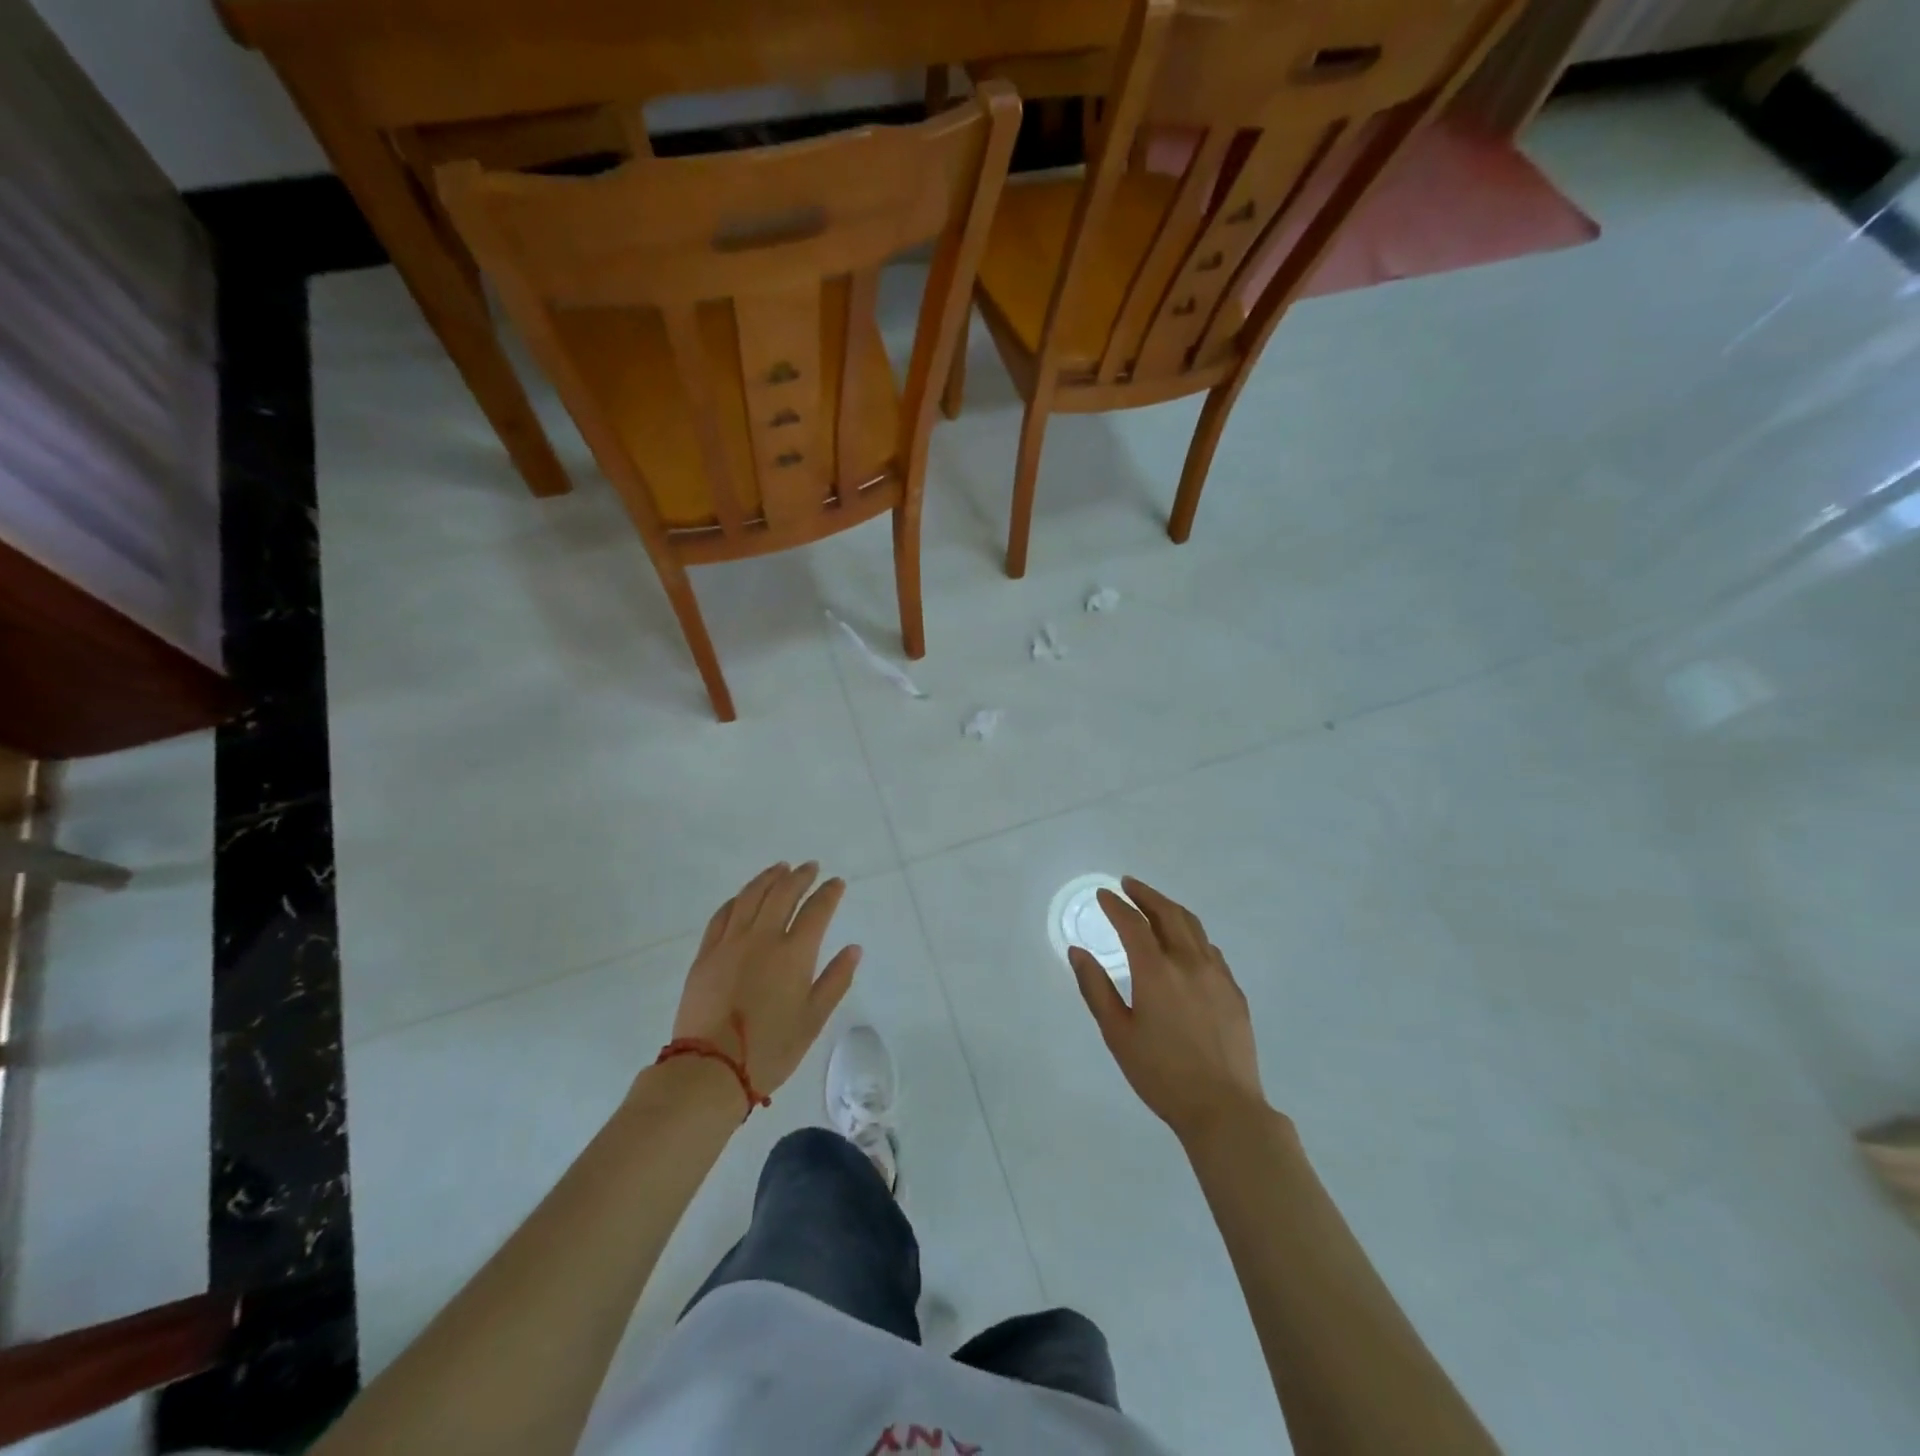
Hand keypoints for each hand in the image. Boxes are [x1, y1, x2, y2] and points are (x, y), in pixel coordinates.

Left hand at [669, 862, 861, 1098]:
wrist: (710, 1070)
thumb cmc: (771, 1049)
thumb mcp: (813, 1019)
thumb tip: (854, 949)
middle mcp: (762, 938)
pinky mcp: (706, 954)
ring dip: (768, 878)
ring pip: (751, 896)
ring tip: (780, 868)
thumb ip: (835, 980)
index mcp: (793, 953)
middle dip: (800, 877)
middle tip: (810, 867)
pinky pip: (723, 915)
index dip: (829, 893)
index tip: (837, 883)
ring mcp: (730, 943)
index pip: (816, 910)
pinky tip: (744, 896)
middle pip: (783, 894)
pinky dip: (738, 899)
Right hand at [1069, 876, 1267, 1143]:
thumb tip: (1078, 952)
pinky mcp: (1234, 991)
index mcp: (1156, 971)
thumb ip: (1095, 988)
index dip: (1116, 905)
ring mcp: (1217, 975)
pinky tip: (1186, 944)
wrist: (1224, 1108)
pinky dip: (1192, 935)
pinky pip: (1210, 949)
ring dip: (1170, 909)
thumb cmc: (1161, 1074)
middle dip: (1146, 895)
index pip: (1133, 923)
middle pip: (1168, 913)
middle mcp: (1189, 962)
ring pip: (1194, 927)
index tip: (1104, 894)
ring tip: (1155, 905)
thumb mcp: (1117, 1033)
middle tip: (1129, 885)